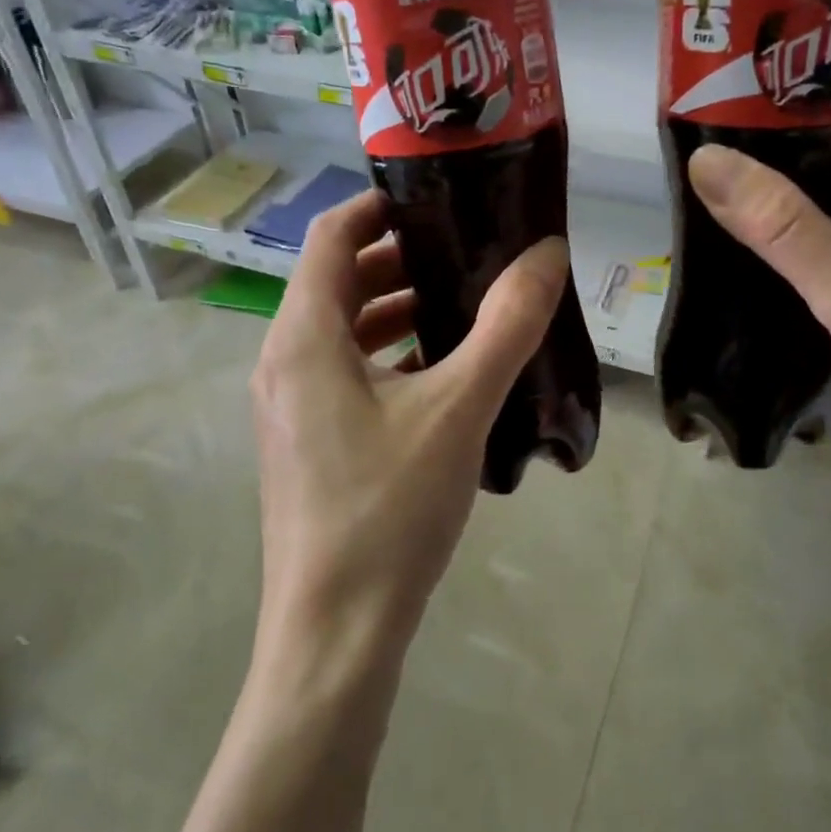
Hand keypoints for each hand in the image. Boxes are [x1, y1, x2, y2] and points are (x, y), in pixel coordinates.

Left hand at [248, 189, 568, 671]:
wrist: (336, 634)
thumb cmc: (389, 510)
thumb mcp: (459, 408)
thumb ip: (507, 325)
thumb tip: (547, 252)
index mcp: (303, 337)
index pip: (332, 235)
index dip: (379, 206)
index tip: (437, 197)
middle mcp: (283, 361)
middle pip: (337, 279)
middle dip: (399, 257)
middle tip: (467, 248)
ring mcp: (289, 405)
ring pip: (341, 329)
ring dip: (395, 307)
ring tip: (463, 302)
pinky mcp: (305, 441)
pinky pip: (344, 371)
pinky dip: (388, 353)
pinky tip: (442, 371)